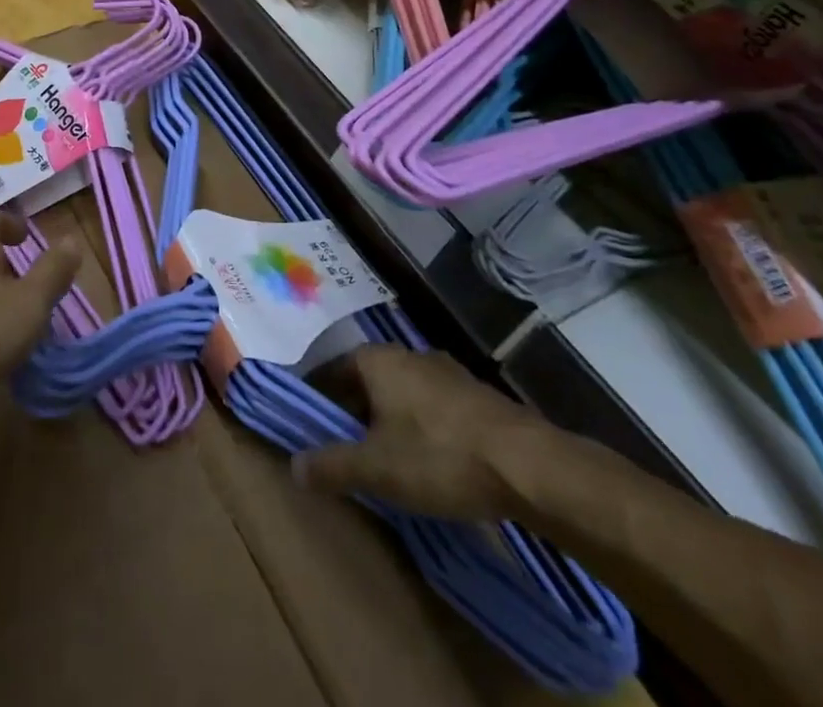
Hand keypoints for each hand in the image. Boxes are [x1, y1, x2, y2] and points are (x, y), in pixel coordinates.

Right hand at [293, 346, 553, 520]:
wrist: (527, 464)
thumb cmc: (439, 455)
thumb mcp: (377, 468)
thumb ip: (332, 465)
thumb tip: (294, 466)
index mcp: (377, 360)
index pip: (332, 370)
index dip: (318, 398)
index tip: (310, 426)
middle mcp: (407, 354)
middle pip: (367, 380)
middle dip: (353, 411)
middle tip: (343, 448)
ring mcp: (445, 372)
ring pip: (401, 392)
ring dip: (387, 419)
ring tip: (384, 458)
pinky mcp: (475, 396)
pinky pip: (431, 406)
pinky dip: (419, 426)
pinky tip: (427, 459)